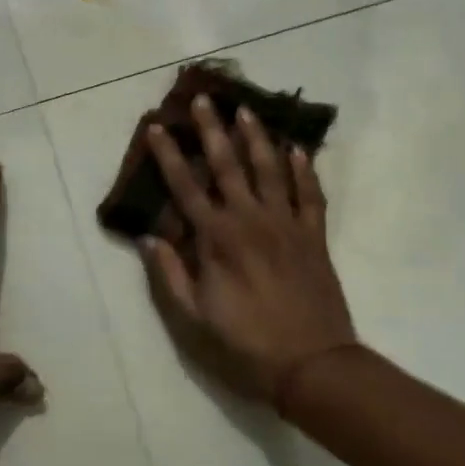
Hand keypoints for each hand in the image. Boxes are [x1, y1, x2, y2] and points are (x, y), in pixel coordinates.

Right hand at [141, 95, 357, 406]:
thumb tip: (150, 237)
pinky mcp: (314, 236)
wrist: (314, 366)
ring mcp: (286, 224)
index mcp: (217, 239)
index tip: (156, 127)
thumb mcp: (193, 321)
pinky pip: (310, 194)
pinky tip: (298, 150)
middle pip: (228, 164)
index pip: (185, 186)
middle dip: (213, 129)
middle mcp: (250, 219)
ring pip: (270, 169)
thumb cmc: (246, 346)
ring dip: (257, 137)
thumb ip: (170, 276)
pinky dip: (304, 170)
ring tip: (247, 110)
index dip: (168, 155)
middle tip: (204, 98)